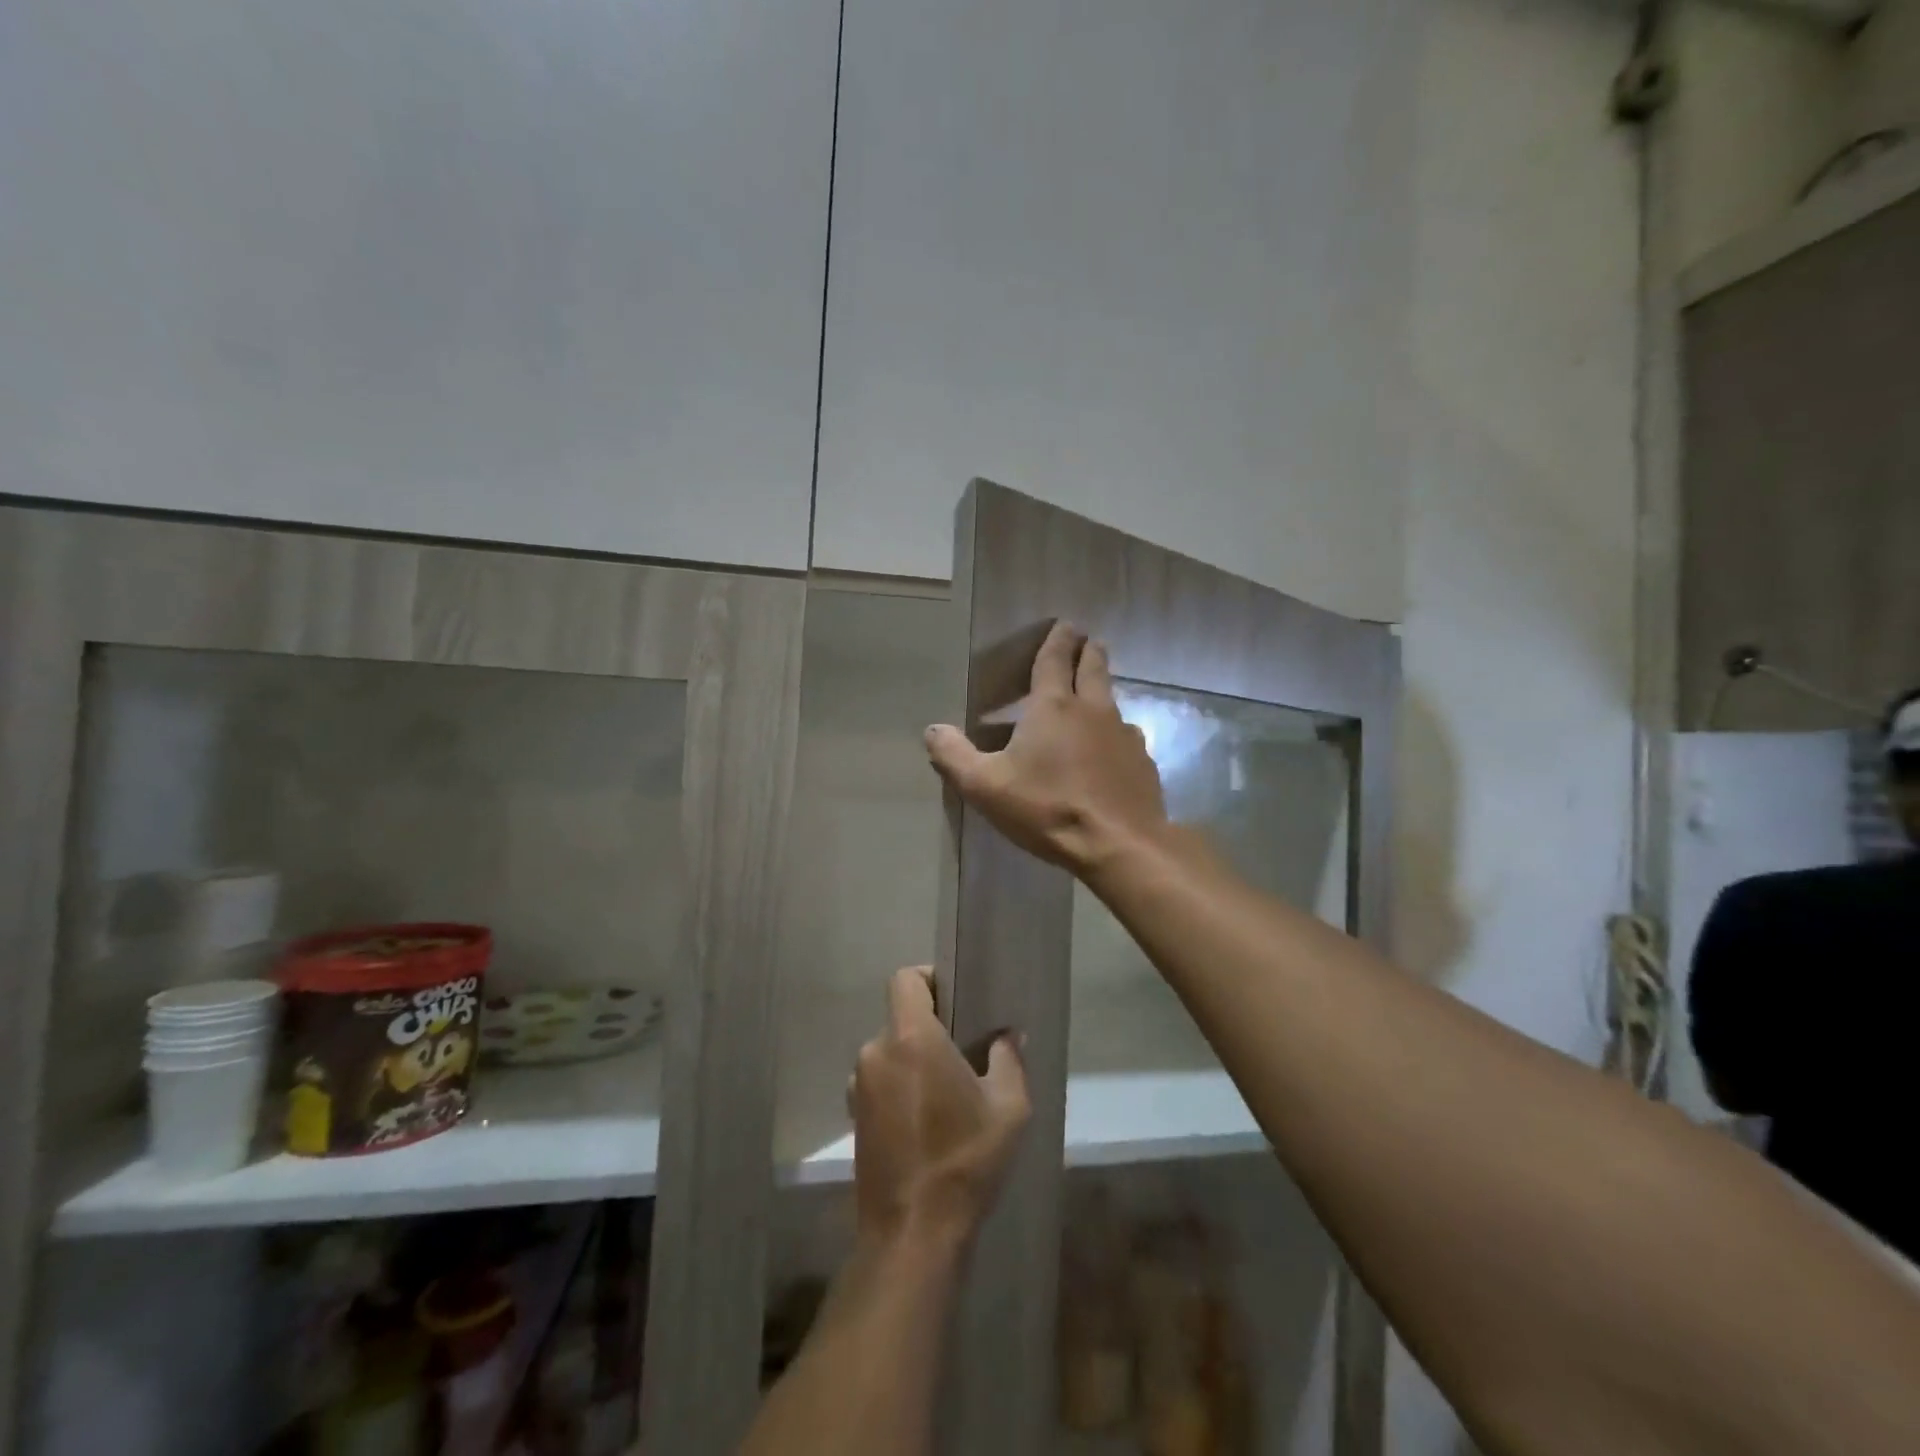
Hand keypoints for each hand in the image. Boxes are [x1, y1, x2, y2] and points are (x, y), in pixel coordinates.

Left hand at [852, 967, 1030, 1251]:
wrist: (912, 1234)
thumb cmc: (964, 1160)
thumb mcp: (1009, 1107)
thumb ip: (1008, 1058)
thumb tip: (1006, 1036)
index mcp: (910, 1037)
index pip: (905, 978)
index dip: (930, 979)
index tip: (956, 999)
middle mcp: (876, 1051)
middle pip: (900, 1017)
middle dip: (930, 1026)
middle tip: (964, 1050)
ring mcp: (859, 1086)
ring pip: (890, 1051)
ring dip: (914, 1060)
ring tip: (947, 1090)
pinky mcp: (854, 1116)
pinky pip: (879, 1081)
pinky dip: (900, 1086)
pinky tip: (926, 1119)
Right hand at [925, 622, 1168, 877]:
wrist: (1119, 844)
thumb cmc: (1048, 808)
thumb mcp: (986, 787)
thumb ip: (955, 756)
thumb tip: (932, 729)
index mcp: (1054, 707)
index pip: (1055, 660)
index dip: (1058, 640)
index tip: (1065, 624)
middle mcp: (1094, 710)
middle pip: (1094, 668)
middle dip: (1089, 651)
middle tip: (1088, 640)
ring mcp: (1124, 735)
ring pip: (1113, 701)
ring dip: (1103, 689)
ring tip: (1096, 691)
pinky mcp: (1142, 762)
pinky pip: (1127, 736)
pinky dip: (1116, 732)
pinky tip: (1112, 748)